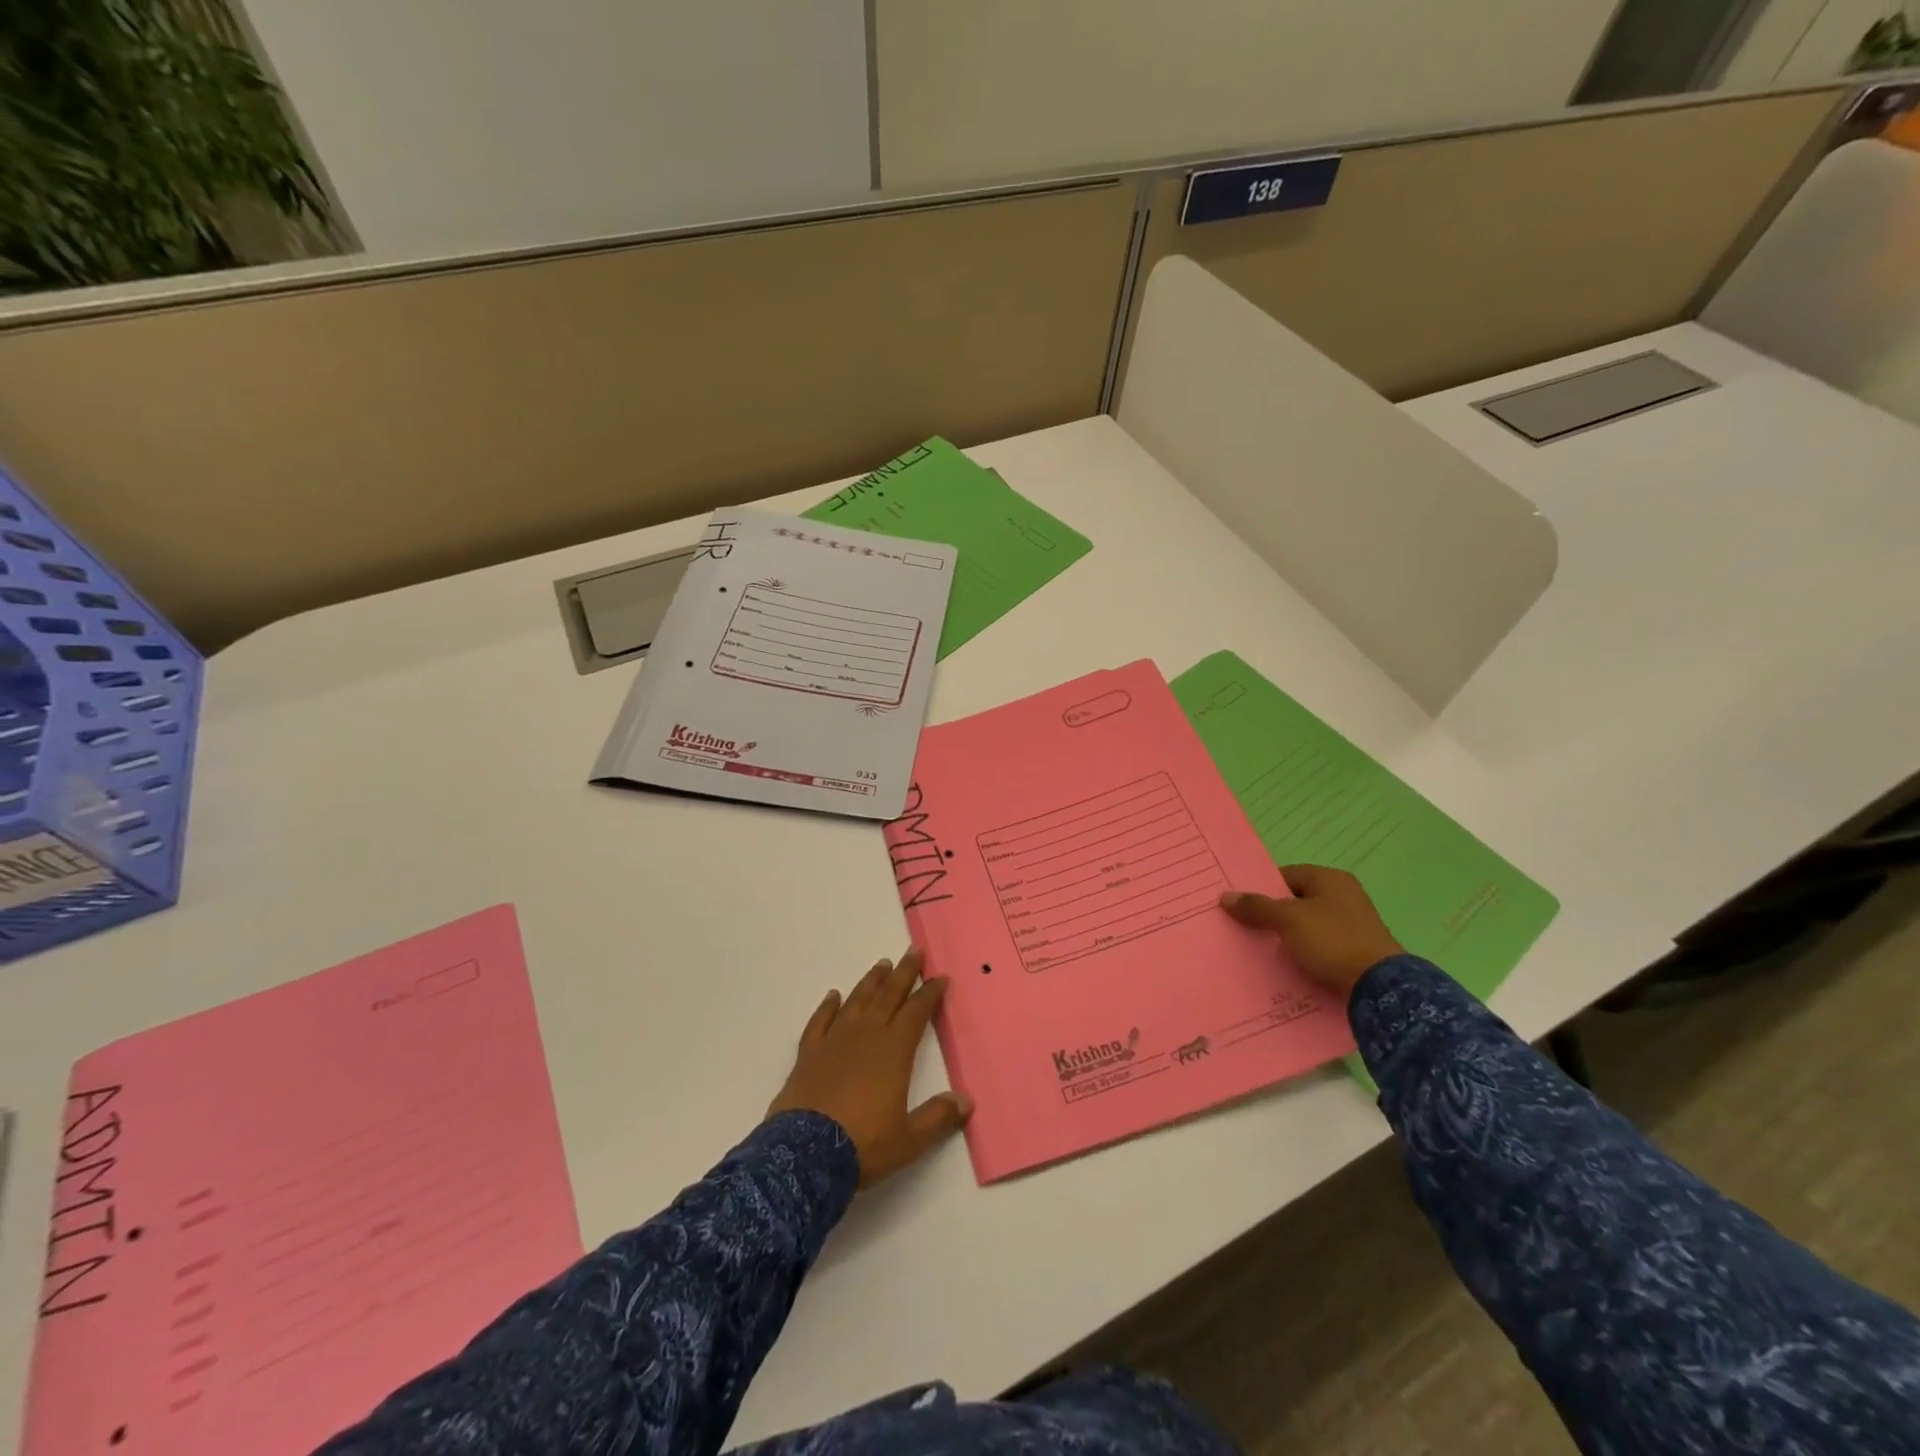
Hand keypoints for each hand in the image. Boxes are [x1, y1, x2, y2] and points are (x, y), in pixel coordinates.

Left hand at [768, 948, 971, 1187]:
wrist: (803, 1155)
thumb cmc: (862, 1145)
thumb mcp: (908, 1140)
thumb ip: (937, 1118)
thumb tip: (966, 1102)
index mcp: (893, 1051)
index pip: (916, 1012)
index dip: (930, 994)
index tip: (940, 977)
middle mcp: (865, 1036)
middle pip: (888, 996)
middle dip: (903, 973)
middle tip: (913, 952)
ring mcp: (833, 1041)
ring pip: (856, 1001)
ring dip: (871, 982)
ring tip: (882, 965)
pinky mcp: (808, 1054)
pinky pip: (820, 1021)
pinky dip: (827, 1006)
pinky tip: (833, 995)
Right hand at [1221, 865, 1402, 995]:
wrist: (1379, 987)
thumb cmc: (1331, 940)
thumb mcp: (1287, 919)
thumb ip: (1256, 906)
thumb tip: (1225, 897)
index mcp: (1330, 879)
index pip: (1285, 875)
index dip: (1262, 889)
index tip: (1242, 907)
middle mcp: (1345, 896)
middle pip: (1296, 901)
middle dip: (1272, 915)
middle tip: (1247, 929)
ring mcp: (1354, 924)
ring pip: (1308, 925)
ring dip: (1288, 936)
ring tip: (1263, 950)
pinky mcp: (1358, 950)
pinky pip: (1321, 945)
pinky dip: (1305, 952)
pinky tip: (1289, 964)